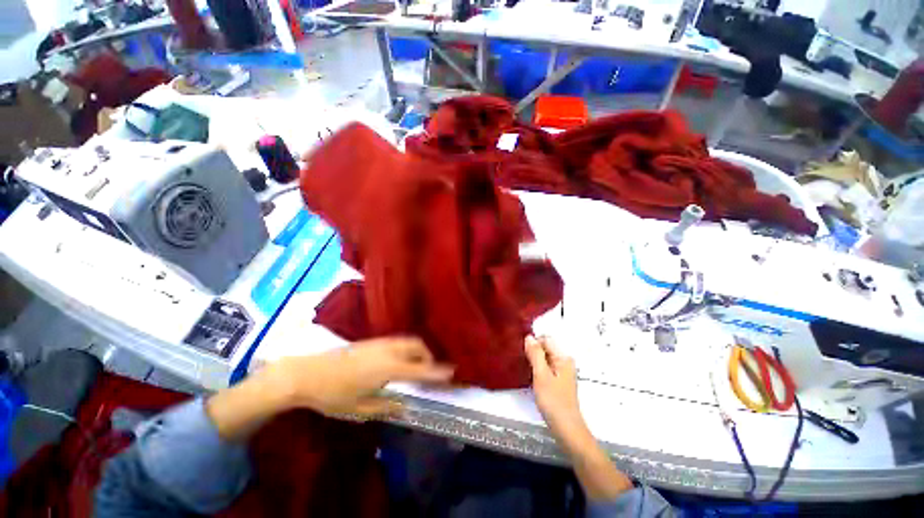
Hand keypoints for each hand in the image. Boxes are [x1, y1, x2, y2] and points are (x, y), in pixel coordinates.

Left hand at [263, 336, 453, 417]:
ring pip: (407, 341)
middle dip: (427, 357)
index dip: (436, 372)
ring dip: (417, 352)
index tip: (451, 372)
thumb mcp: (360, 408)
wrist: (306, 373)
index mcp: (387, 367)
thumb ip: (386, 407)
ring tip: (415, 368)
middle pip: (417, 346)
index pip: (419, 369)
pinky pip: (398, 341)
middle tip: (428, 374)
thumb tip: (406, 407)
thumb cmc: (333, 394)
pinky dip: (406, 349)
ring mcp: (379, 343)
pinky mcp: (372, 341)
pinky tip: (398, 362)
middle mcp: (388, 350)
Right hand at [526, 336, 634, 499]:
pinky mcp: (557, 381)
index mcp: (563, 357)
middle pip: (545, 348)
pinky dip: (536, 369)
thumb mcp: (541, 375)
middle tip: (521, 361)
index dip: (533, 343)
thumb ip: (535, 354)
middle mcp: (564, 362)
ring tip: (524, 368)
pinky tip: (530, 377)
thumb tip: (529, 336)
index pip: (546, 339)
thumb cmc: (554, 401)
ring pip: (544, 358)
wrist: (566, 428)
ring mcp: (561, 372)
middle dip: (532, 352)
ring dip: (533, 361)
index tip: (522, 352)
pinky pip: (545, 368)